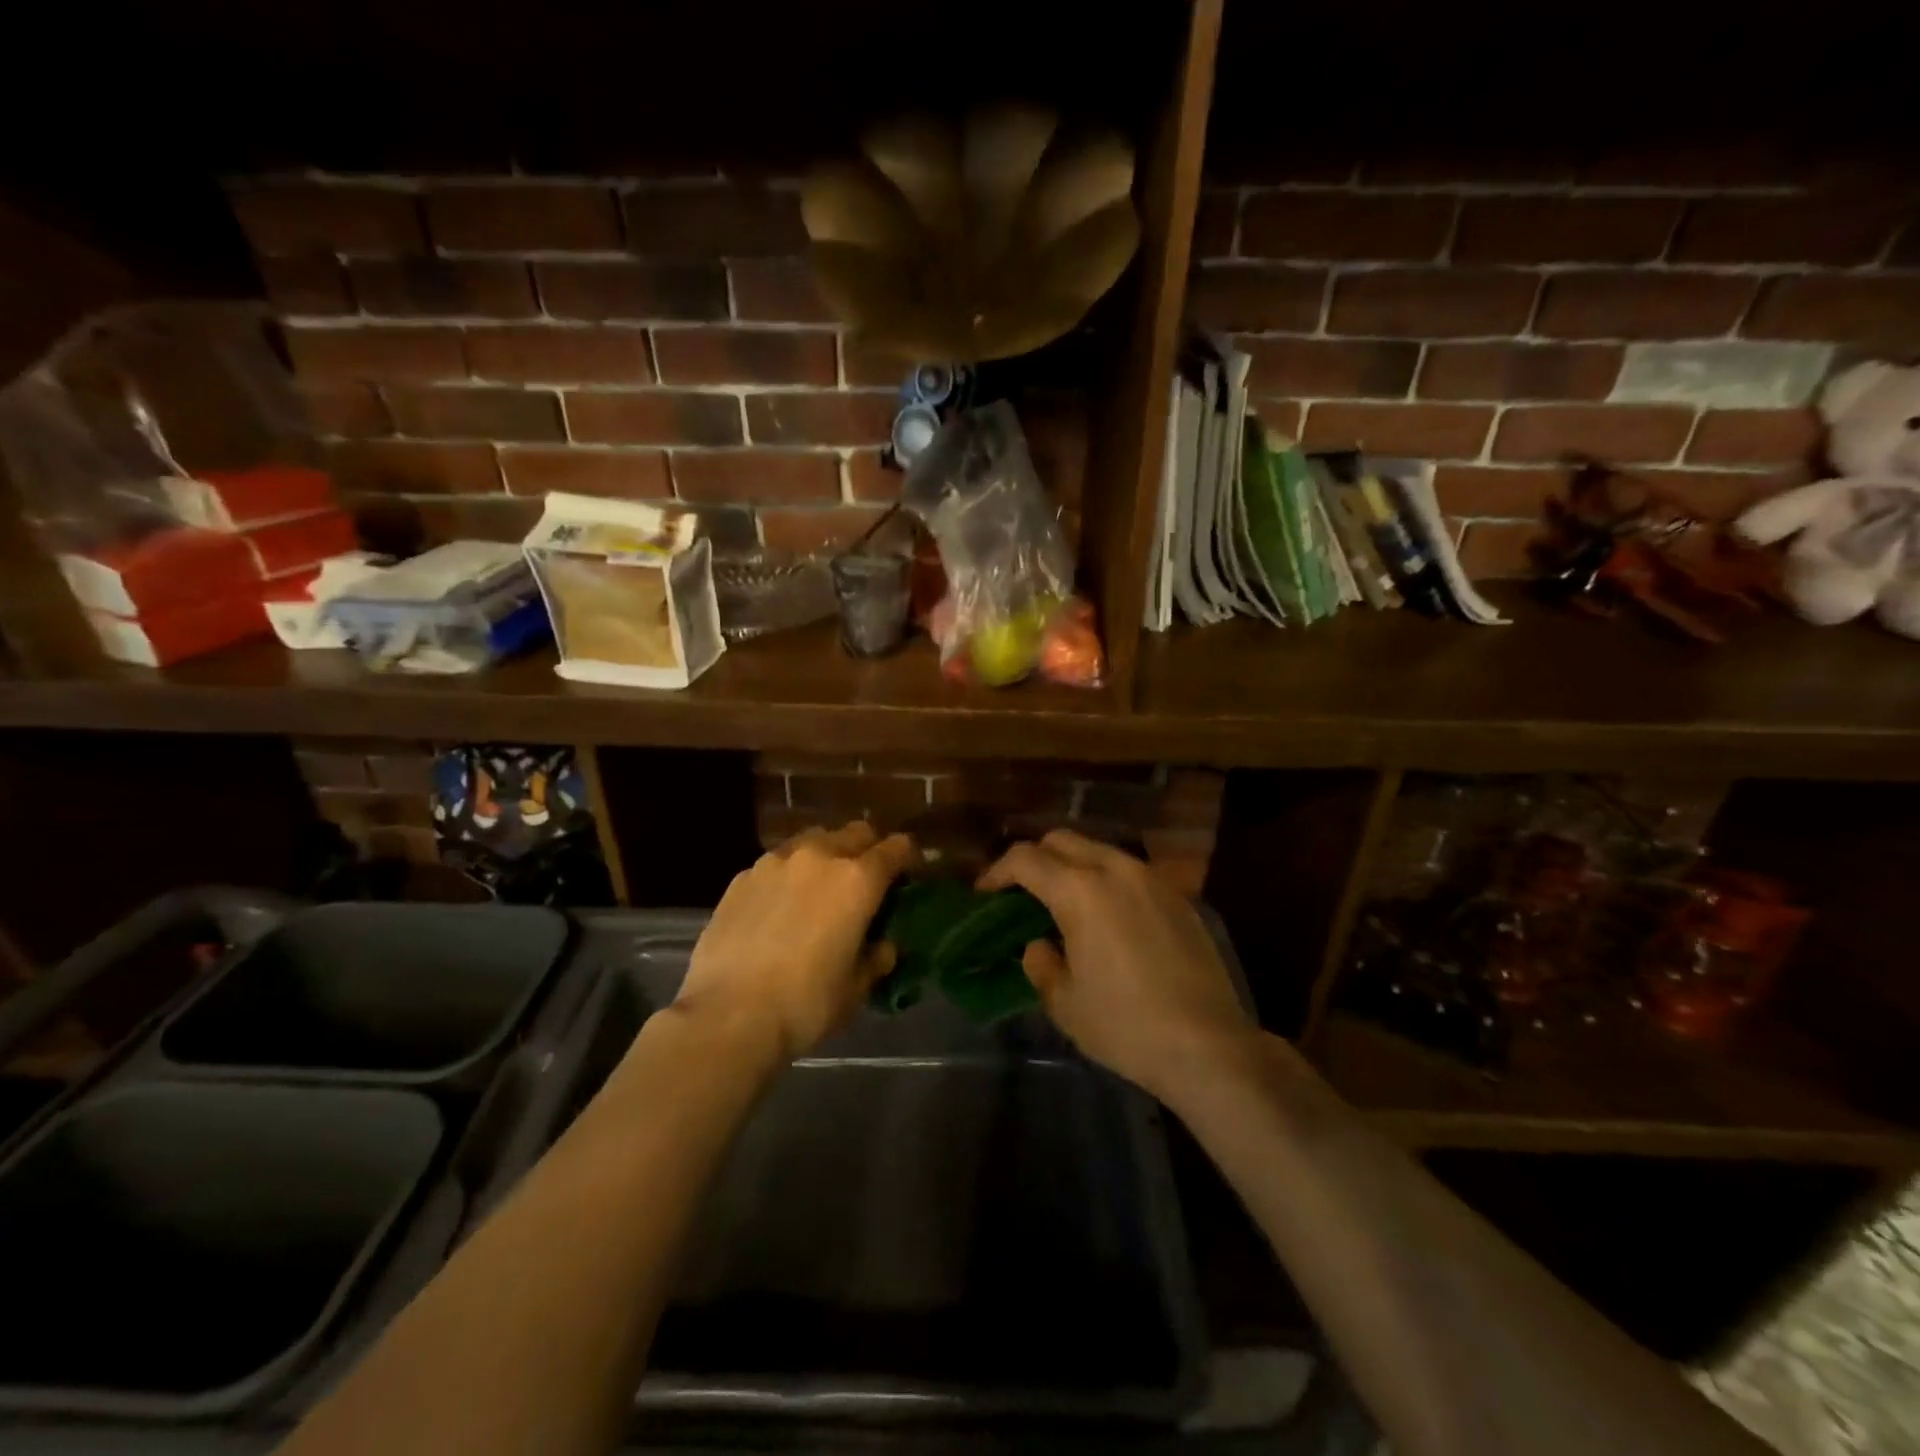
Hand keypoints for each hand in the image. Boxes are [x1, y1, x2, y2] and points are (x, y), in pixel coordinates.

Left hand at [675, 822, 916, 1061]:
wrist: (728, 1016)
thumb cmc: (805, 1004)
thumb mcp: (856, 988)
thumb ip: (876, 958)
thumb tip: (882, 945)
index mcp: (858, 880)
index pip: (896, 848)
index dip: (907, 858)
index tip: (908, 875)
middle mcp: (820, 857)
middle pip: (855, 832)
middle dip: (868, 850)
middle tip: (866, 882)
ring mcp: (776, 862)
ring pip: (813, 840)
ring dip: (826, 855)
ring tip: (820, 889)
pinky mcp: (742, 877)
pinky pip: (777, 862)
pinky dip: (789, 875)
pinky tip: (780, 907)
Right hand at [979, 829, 1253, 1099]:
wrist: (1208, 1045)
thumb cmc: (1125, 1025)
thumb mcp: (1065, 1002)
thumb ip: (1040, 963)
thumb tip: (1039, 945)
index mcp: (1080, 890)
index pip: (1026, 859)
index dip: (997, 871)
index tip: (984, 893)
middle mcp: (1115, 870)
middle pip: (1062, 840)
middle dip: (1034, 859)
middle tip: (1021, 893)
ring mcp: (1151, 879)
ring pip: (1099, 850)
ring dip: (1072, 865)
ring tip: (1063, 902)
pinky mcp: (1178, 897)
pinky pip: (1129, 872)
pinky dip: (1105, 880)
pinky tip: (1107, 918)